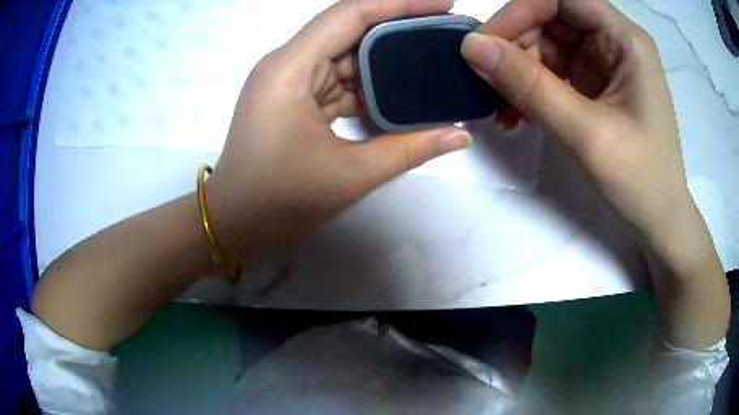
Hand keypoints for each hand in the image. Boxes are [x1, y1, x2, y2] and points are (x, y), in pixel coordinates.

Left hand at [206, 0, 470, 260]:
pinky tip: (401, 88)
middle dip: (399, 26)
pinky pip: (338, 78)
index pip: (351, 14)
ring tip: (432, 57)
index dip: (400, 2)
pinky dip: (369, 83)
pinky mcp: (294, 97)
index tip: (444, 3)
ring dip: (386, 57)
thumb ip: (410, 150)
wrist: (235, 222)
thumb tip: (460, 134)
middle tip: (445, 30)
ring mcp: (290, 80)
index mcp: (291, 68)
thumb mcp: (349, 175)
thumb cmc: (279, 200)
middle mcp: (288, 63)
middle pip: (349, 29)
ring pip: (346, 54)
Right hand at [462, 0, 728, 348]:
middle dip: (516, 46)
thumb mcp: (586, 133)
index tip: (487, 43)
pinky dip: (531, 89)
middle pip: (550, 19)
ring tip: (503, 110)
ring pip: (548, 45)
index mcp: (624, 39)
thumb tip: (472, 47)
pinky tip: (519, 115)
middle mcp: (613, 41)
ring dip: (519, 72)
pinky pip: (554, 71)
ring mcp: (604, 63)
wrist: (660, 220)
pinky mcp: (595, 84)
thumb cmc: (639, 180)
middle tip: (488, 83)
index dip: (521, 10)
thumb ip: (530, 86)